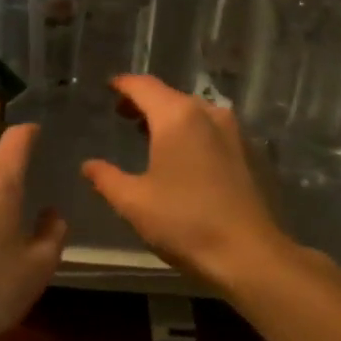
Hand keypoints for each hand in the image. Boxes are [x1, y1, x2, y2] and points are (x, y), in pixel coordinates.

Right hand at [81, 75, 296, 288]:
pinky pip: (212, 130)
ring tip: (150, 136)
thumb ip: (106, 178)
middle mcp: (208, 113)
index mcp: (177, 117)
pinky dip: (192, 133)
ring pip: (194, 112)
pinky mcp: (250, 153)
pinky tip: (183, 158)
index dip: (123, 85)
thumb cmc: (185, 222)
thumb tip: (89, 165)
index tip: (108, 87)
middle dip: (145, 102)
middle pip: (170, 96)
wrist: (251, 255)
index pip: (143, 86)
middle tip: (123, 116)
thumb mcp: (134, 202)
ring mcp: (234, 132)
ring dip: (170, 118)